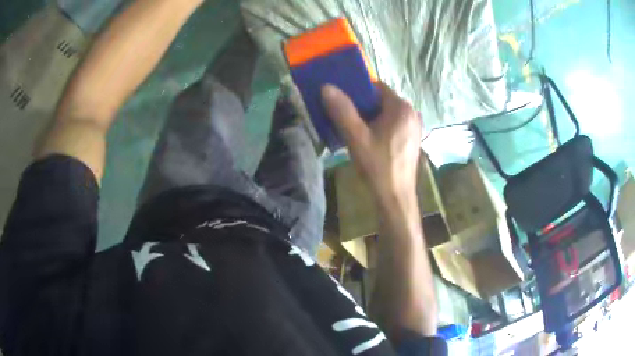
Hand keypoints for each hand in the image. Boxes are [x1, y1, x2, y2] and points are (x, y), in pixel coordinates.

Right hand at [321, 83, 421, 201]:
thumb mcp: (356, 137)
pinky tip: (369, 139)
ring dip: (371, 117)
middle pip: (382, 100)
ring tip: (353, 128)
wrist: (395, 197)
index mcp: (401, 108)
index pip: (376, 87)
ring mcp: (414, 127)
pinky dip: (380, 126)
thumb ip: (342, 111)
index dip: (357, 91)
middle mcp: (412, 113)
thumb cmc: (378, 166)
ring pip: (387, 113)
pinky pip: (393, 124)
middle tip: (344, 116)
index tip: (341, 100)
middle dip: (363, 106)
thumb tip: (326, 87)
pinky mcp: (412, 139)